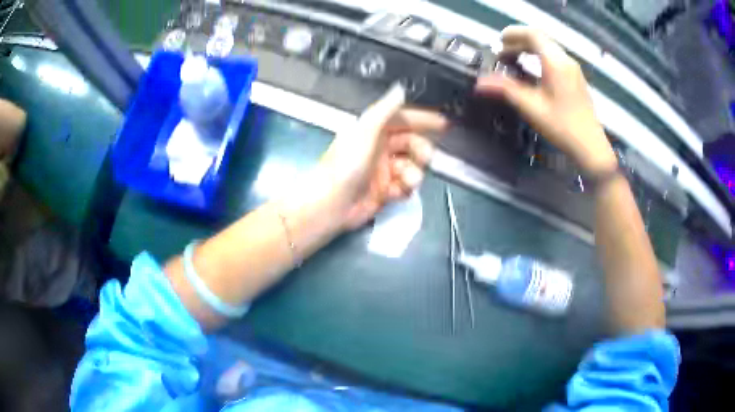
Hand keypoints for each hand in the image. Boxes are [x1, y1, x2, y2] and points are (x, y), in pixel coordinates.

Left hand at [317, 84, 447, 229]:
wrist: (332, 204)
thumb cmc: (346, 164)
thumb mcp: (366, 131)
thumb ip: (386, 110)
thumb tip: (401, 89)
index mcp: (373, 130)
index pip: (403, 119)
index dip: (423, 120)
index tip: (443, 124)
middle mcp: (379, 148)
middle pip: (412, 143)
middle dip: (422, 149)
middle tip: (425, 157)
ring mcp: (383, 170)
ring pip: (412, 166)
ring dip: (414, 172)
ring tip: (407, 180)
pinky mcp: (385, 190)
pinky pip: (405, 185)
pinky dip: (405, 188)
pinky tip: (398, 191)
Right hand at [476, 26, 616, 175]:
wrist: (590, 147)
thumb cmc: (562, 126)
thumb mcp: (531, 107)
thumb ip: (505, 90)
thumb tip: (479, 84)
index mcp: (555, 62)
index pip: (533, 34)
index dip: (513, 34)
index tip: (498, 43)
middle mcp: (566, 60)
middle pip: (540, 39)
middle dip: (519, 41)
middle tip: (502, 53)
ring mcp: (573, 69)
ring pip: (548, 48)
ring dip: (529, 49)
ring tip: (514, 61)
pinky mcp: (575, 78)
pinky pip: (555, 58)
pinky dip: (539, 57)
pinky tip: (532, 72)